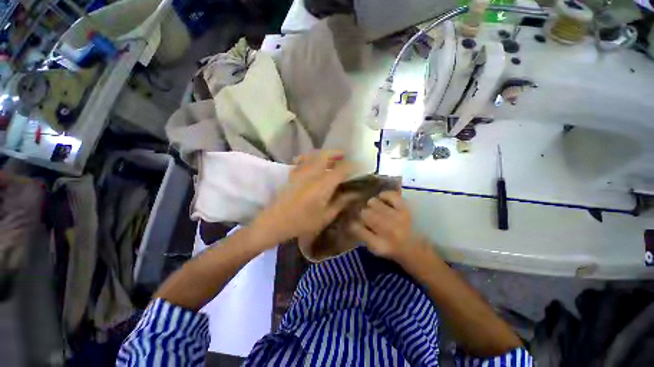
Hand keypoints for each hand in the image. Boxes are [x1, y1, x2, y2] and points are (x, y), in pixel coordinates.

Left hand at [252, 150, 353, 245]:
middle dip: (336, 153)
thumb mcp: (325, 216)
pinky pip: (303, 160)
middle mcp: (312, 173)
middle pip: (325, 155)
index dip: (352, 166)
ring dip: (324, 154)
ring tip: (331, 158)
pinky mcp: (292, 174)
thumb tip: (353, 194)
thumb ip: (341, 202)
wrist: (275, 222)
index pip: (341, 169)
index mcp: (323, 184)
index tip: (359, 167)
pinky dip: (310, 158)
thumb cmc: (302, 222)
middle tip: (344, 156)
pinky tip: (312, 163)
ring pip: (314, 155)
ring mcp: (300, 172)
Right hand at [349, 191, 422, 260]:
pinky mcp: (406, 208)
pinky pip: (389, 195)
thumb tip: (354, 221)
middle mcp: (387, 230)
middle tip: (369, 217)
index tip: (356, 222)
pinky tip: (384, 201)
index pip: (356, 228)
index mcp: (378, 245)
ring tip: (378, 210)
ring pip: (373, 202)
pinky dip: (384, 196)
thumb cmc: (395, 251)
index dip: (354, 223)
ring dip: (373, 206)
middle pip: (364, 213)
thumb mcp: (376, 250)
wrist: (420, 250)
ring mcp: (397, 217)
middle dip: (364, 214)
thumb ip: (363, 236)